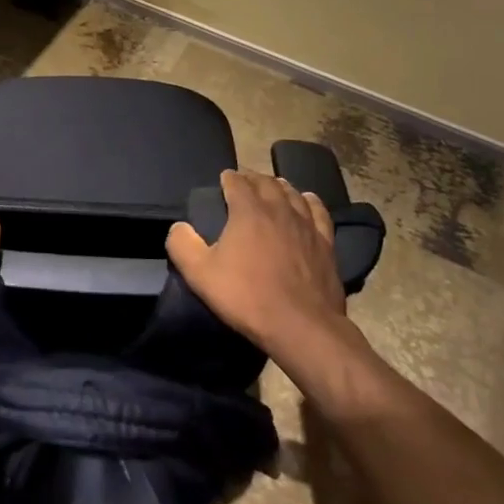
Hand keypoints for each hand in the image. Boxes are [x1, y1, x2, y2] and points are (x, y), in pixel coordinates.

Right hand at [165, 169, 346, 361]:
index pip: (237, 182)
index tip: (223, 179)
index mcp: (248, 211)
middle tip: (244, 181)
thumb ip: (183, 245)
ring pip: (293, 193)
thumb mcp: (201, 274)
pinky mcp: (326, 243)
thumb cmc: (247, 297)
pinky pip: (318, 212)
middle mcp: (278, 209)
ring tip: (272, 187)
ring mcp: (306, 225)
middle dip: (253, 178)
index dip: (228, 178)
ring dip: (279, 186)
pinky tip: (307, 201)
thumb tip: (178, 227)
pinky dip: (310, 201)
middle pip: (266, 182)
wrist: (301, 326)